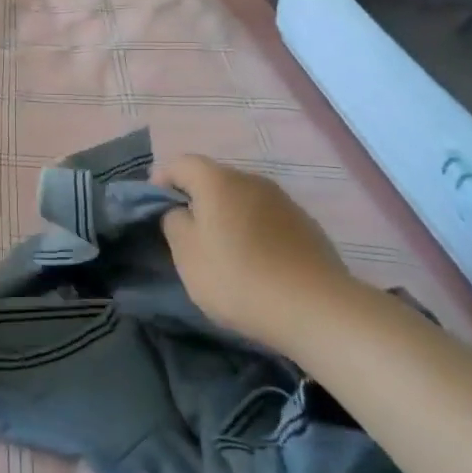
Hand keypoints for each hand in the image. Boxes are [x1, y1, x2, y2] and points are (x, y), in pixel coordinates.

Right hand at [153, 155, 361, 352]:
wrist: (317, 309)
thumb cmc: (239, 278)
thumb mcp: (188, 255)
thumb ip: (174, 223)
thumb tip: (180, 210)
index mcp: (218, 181)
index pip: (181, 163)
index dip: (162, 179)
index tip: (154, 207)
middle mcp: (251, 180)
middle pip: (214, 178)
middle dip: (196, 198)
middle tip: (186, 231)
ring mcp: (283, 200)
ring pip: (242, 198)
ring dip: (227, 214)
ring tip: (222, 248)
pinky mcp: (305, 224)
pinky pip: (266, 217)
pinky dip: (253, 229)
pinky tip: (255, 260)